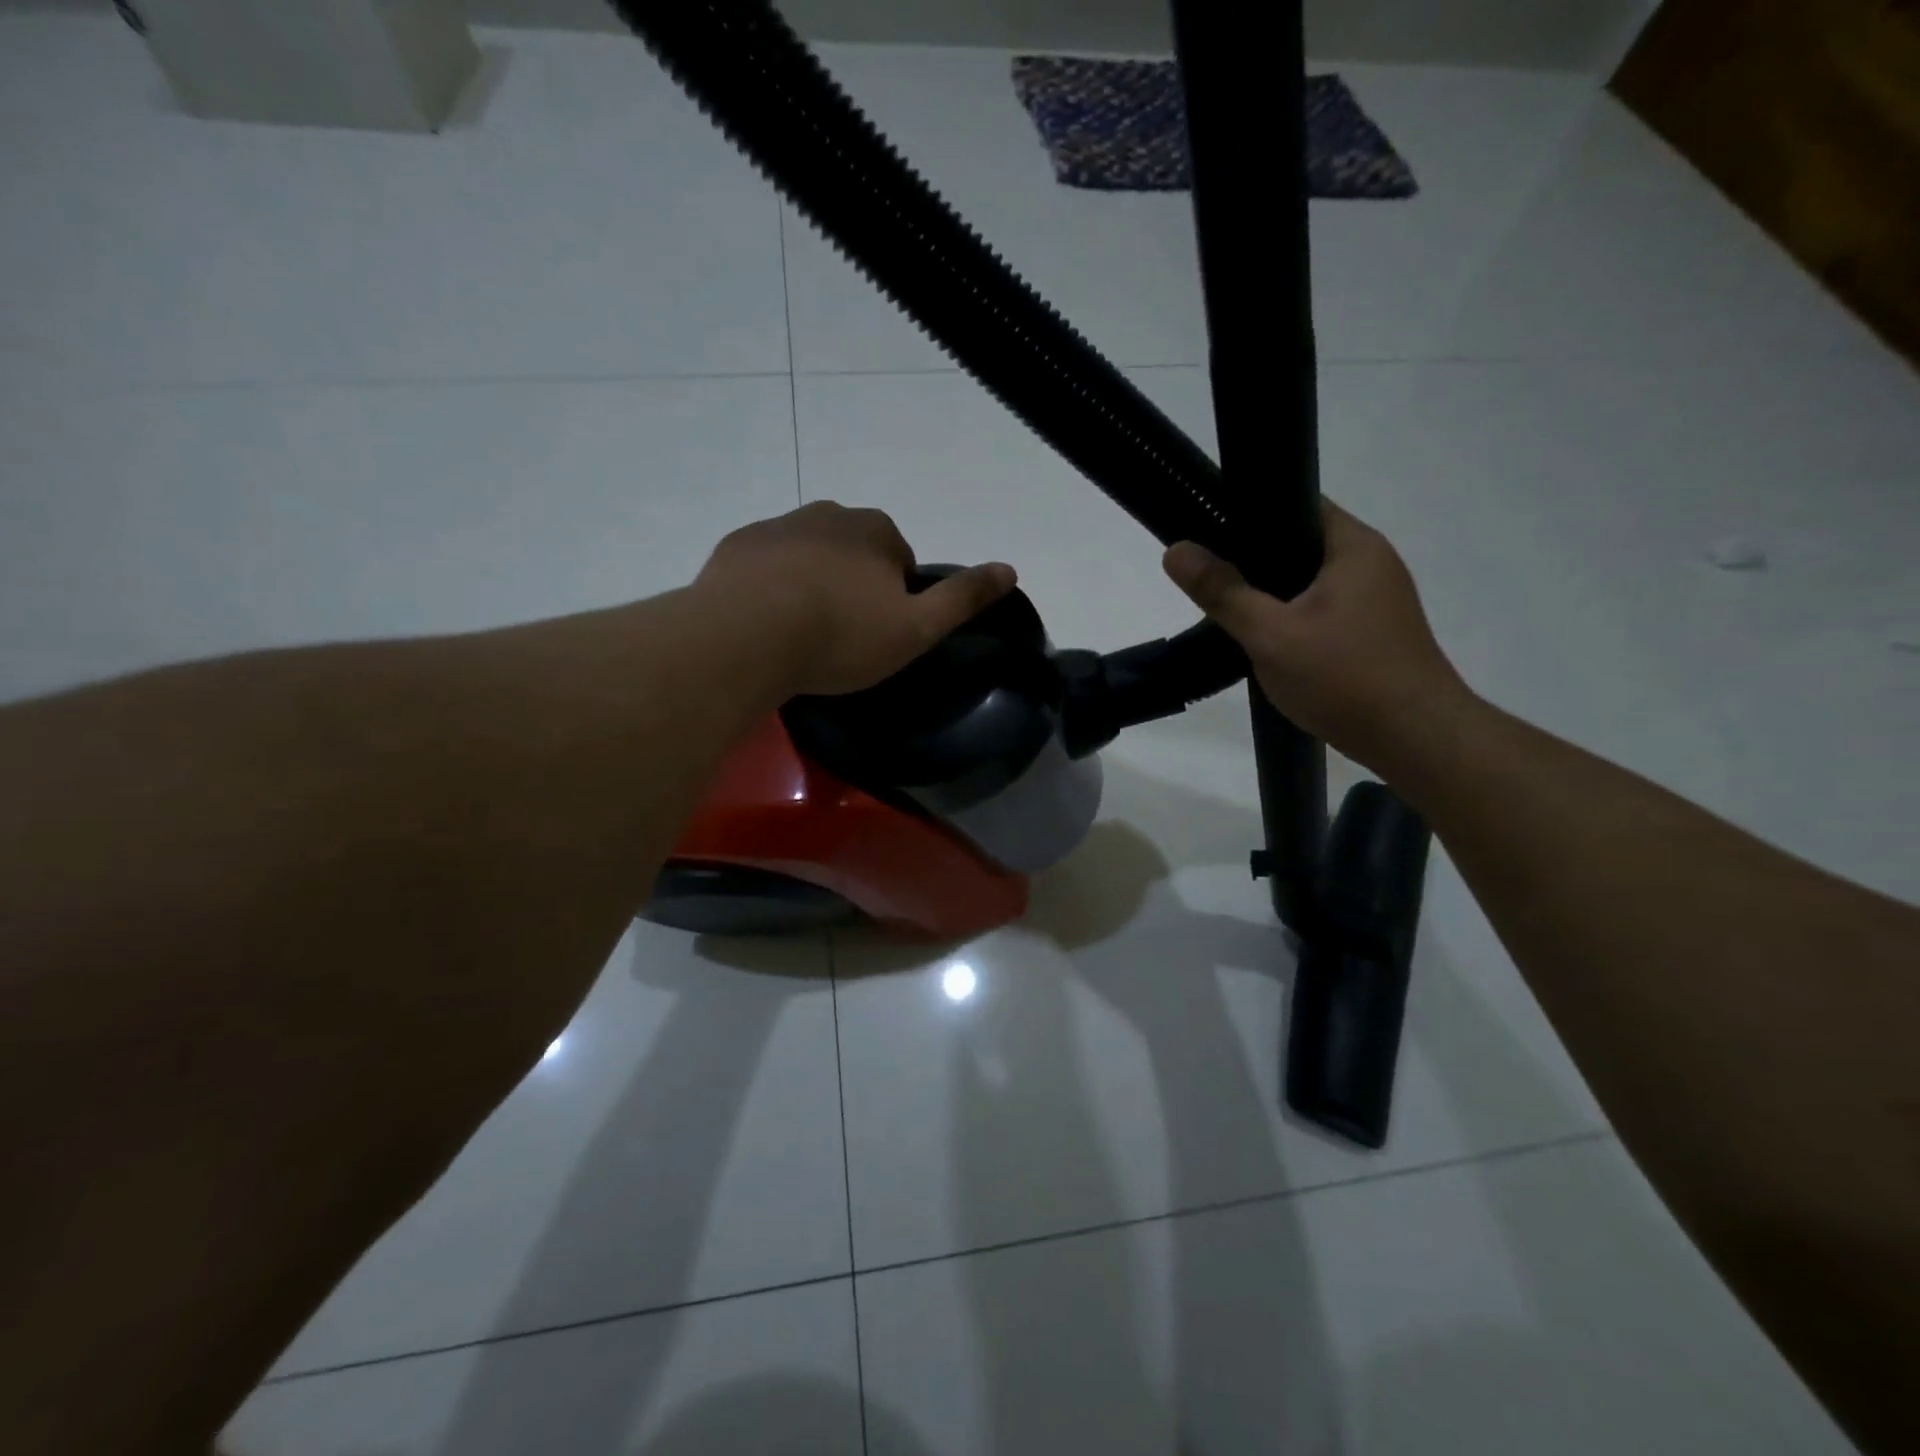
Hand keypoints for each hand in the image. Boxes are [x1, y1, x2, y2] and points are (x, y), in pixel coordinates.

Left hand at [695, 502, 1016, 697]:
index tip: (879, 634)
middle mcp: (829, 514)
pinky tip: (765, 622)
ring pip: (809, 555)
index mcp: (876, 530)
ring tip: (801, 633)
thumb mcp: (916, 627)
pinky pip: (766, 565)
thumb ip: (963, 598)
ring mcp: (777, 526)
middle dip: (853, 585)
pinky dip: (770, 586)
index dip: (895, 599)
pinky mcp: (737, 546)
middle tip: (840, 636)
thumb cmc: (840, 635)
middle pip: (854, 552)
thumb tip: (1010, 568)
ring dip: (811, 583)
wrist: (746, 637)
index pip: (900, 560)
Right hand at [1163, 501, 1473, 771]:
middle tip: (1209, 579)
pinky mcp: (1373, 629)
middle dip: (1253, 560)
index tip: (1206, 533)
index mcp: (1353, 545)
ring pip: (1307, 580)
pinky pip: (1321, 607)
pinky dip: (1291, 616)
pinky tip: (1267, 640)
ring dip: (1271, 594)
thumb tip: (1175, 550)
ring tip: (1230, 610)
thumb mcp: (1270, 635)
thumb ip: (1222, 592)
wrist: (1415, 740)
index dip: (1247, 513)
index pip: (1294, 504)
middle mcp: (1371, 561)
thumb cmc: (1345, 678)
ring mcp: (1376, 597)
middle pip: (1298, 544)